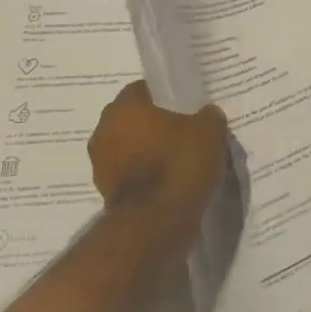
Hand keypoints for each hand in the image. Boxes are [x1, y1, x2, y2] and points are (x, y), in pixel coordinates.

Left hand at [87, 80, 228, 252]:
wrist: (158, 222)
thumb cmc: (179, 163)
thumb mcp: (210, 129)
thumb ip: (207, 115)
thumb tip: (204, 115)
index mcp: (123, 107)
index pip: (143, 89)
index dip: (165, 96)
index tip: (185, 107)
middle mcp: (103, 131)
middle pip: (134, 119)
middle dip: (154, 124)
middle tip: (184, 131)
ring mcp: (100, 164)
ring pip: (130, 147)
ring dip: (148, 151)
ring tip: (179, 159)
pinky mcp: (105, 192)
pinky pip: (130, 173)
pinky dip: (145, 175)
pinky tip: (170, 181)